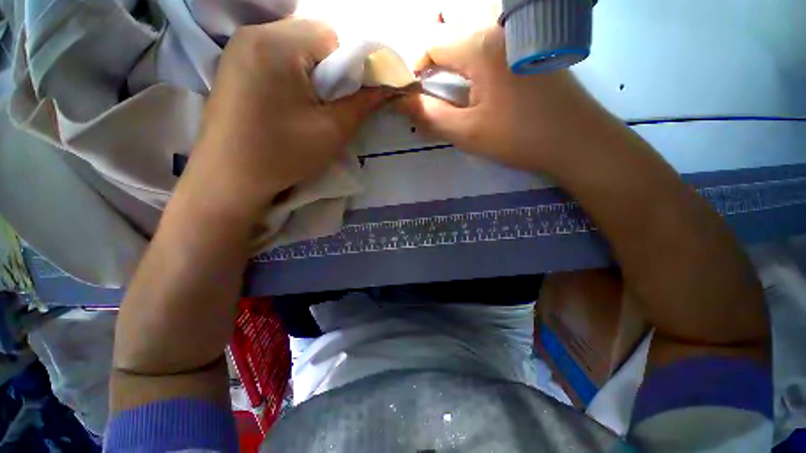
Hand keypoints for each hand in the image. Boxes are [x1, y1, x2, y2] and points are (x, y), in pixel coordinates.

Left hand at [181, 18, 385, 218]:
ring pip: (293, 46)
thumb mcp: (332, 131)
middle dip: (327, 69)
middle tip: (325, 106)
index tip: (344, 99)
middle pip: (310, 37)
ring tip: (305, 108)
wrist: (230, 179)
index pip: (331, 36)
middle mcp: (253, 33)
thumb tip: (388, 89)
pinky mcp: (232, 64)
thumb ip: (363, 104)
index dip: (347, 67)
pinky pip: (273, 56)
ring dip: (309, 73)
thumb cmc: (283, 155)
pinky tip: (284, 104)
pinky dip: (289, 75)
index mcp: (277, 45)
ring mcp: (237, 48)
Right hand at [398, 26, 603, 172]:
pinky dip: (473, 55)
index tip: (412, 93)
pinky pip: (491, 39)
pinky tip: (477, 79)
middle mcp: (498, 27)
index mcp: (479, 45)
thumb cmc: (518, 137)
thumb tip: (402, 101)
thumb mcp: (467, 132)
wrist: (574, 139)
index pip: (431, 43)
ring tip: (450, 83)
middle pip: (450, 31)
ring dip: (453, 54)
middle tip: (429, 89)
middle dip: (432, 58)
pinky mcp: (529, 45)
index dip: (414, 67)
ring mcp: (517, 33)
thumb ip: (429, 115)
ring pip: (471, 32)